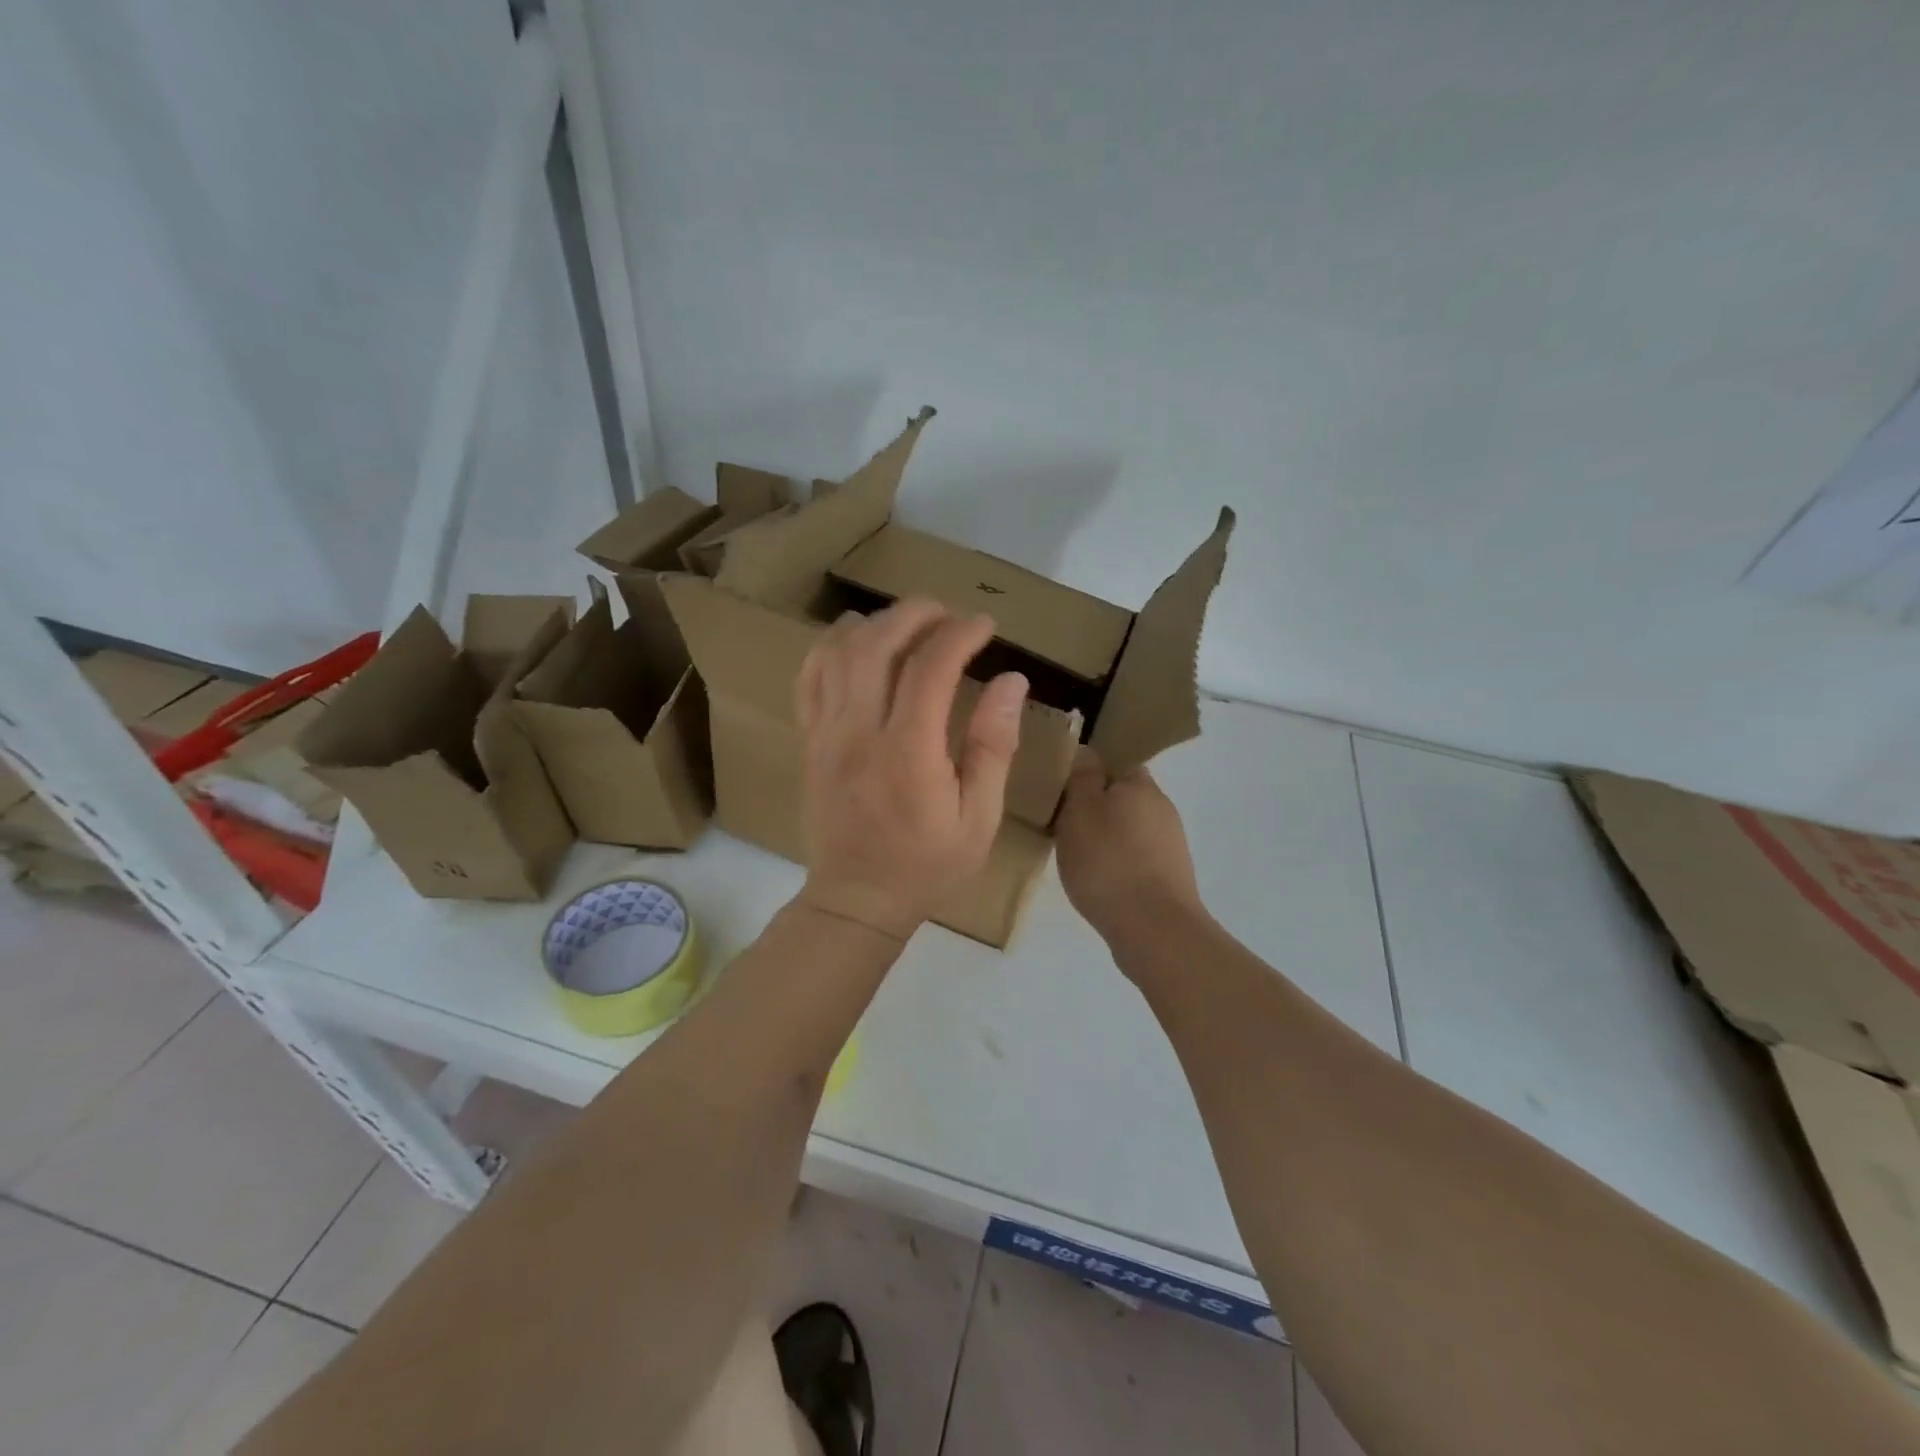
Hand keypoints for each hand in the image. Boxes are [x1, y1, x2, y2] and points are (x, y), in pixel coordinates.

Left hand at [795, 598, 1028, 938]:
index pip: (930, 668)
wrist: (856, 900)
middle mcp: (859, 732)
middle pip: (877, 644)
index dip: (960, 634)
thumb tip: (1011, 681)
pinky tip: (858, 642)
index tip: (985, 626)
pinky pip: (810, 676)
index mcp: (908, 753)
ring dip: (875, 623)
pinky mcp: (809, 740)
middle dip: (915, 614)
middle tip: (947, 612)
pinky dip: (833, 646)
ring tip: (908, 622)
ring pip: (838, 652)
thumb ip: (993, 746)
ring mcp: (826, 733)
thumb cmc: (927, 864)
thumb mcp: (979, 817)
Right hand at [1055, 752, 1204, 941]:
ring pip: (1126, 828)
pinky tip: (1095, 880)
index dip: (1087, 769)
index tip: (1060, 786)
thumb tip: (1087, 751)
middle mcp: (1161, 808)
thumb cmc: (1109, 863)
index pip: (1115, 760)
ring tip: (1072, 855)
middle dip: (1092, 805)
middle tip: (1058, 822)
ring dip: (1102, 836)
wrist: (1154, 931)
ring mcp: (1169, 845)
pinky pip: (1133, 857)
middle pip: (1121, 795)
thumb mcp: (1081, 811)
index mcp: (1142, 784)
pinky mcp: (1168, 877)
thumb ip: (1082, 777)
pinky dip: (1114, 862)